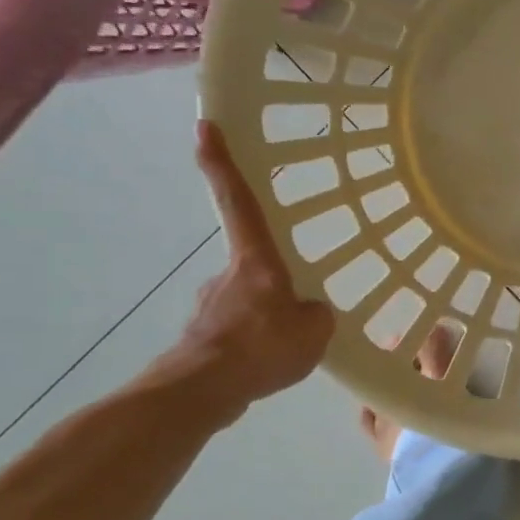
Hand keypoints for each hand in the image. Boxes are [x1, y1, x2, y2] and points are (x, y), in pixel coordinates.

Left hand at [156, 121, 334, 420]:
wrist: (203, 392)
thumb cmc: (261, 347)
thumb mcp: (315, 331)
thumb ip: (316, 314)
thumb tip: (308, 314)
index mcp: (256, 262)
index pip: (239, 202)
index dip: (222, 164)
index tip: (206, 127)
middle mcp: (227, 275)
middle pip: (252, 263)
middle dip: (272, 280)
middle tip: (296, 306)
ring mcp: (210, 306)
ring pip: (247, 302)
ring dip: (266, 318)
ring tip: (288, 348)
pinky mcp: (203, 338)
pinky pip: (239, 332)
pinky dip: (255, 343)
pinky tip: (269, 366)